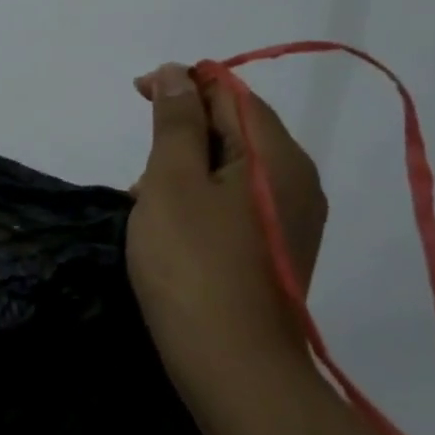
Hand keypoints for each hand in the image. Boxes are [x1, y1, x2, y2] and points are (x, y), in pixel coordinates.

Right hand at [126, 63, 326, 373]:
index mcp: (277, 158)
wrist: (230, 362)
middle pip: (238, 129)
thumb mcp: (171, 181)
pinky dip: (199, 196)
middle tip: (138, 155)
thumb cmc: (191, 262)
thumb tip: (178, 73)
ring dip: (187, 165)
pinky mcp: (275, 251)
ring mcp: (290, 221)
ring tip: (144, 194)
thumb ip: (175, 122)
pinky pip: (236, 202)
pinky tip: (168, 222)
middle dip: (184, 128)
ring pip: (233, 168)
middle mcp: (296, 182)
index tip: (137, 91)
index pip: (234, 94)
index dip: (185, 82)